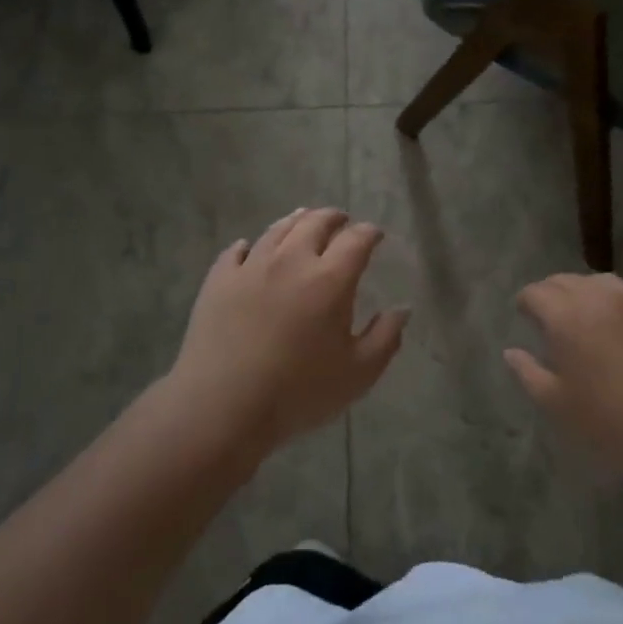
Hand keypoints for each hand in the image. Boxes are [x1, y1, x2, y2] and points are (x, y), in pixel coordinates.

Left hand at [168, 207, 406, 456]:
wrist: (222, 407)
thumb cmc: (298, 393)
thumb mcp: (357, 374)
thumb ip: (385, 338)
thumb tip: (402, 308)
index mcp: (330, 278)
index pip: (357, 239)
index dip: (370, 233)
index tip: (376, 235)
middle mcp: (292, 259)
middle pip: (315, 222)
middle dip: (334, 217)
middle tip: (342, 221)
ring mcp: (252, 266)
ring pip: (278, 229)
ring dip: (296, 221)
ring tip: (303, 220)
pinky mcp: (220, 279)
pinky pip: (237, 251)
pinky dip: (250, 246)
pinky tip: (250, 249)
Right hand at [504, 273, 622, 474]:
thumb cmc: (611, 420)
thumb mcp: (558, 405)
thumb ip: (529, 373)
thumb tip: (512, 352)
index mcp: (566, 316)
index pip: (536, 292)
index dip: (526, 301)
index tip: (523, 313)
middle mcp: (599, 297)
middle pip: (566, 280)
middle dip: (551, 292)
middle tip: (549, 314)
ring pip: (602, 282)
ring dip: (586, 291)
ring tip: (585, 312)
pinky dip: (619, 306)